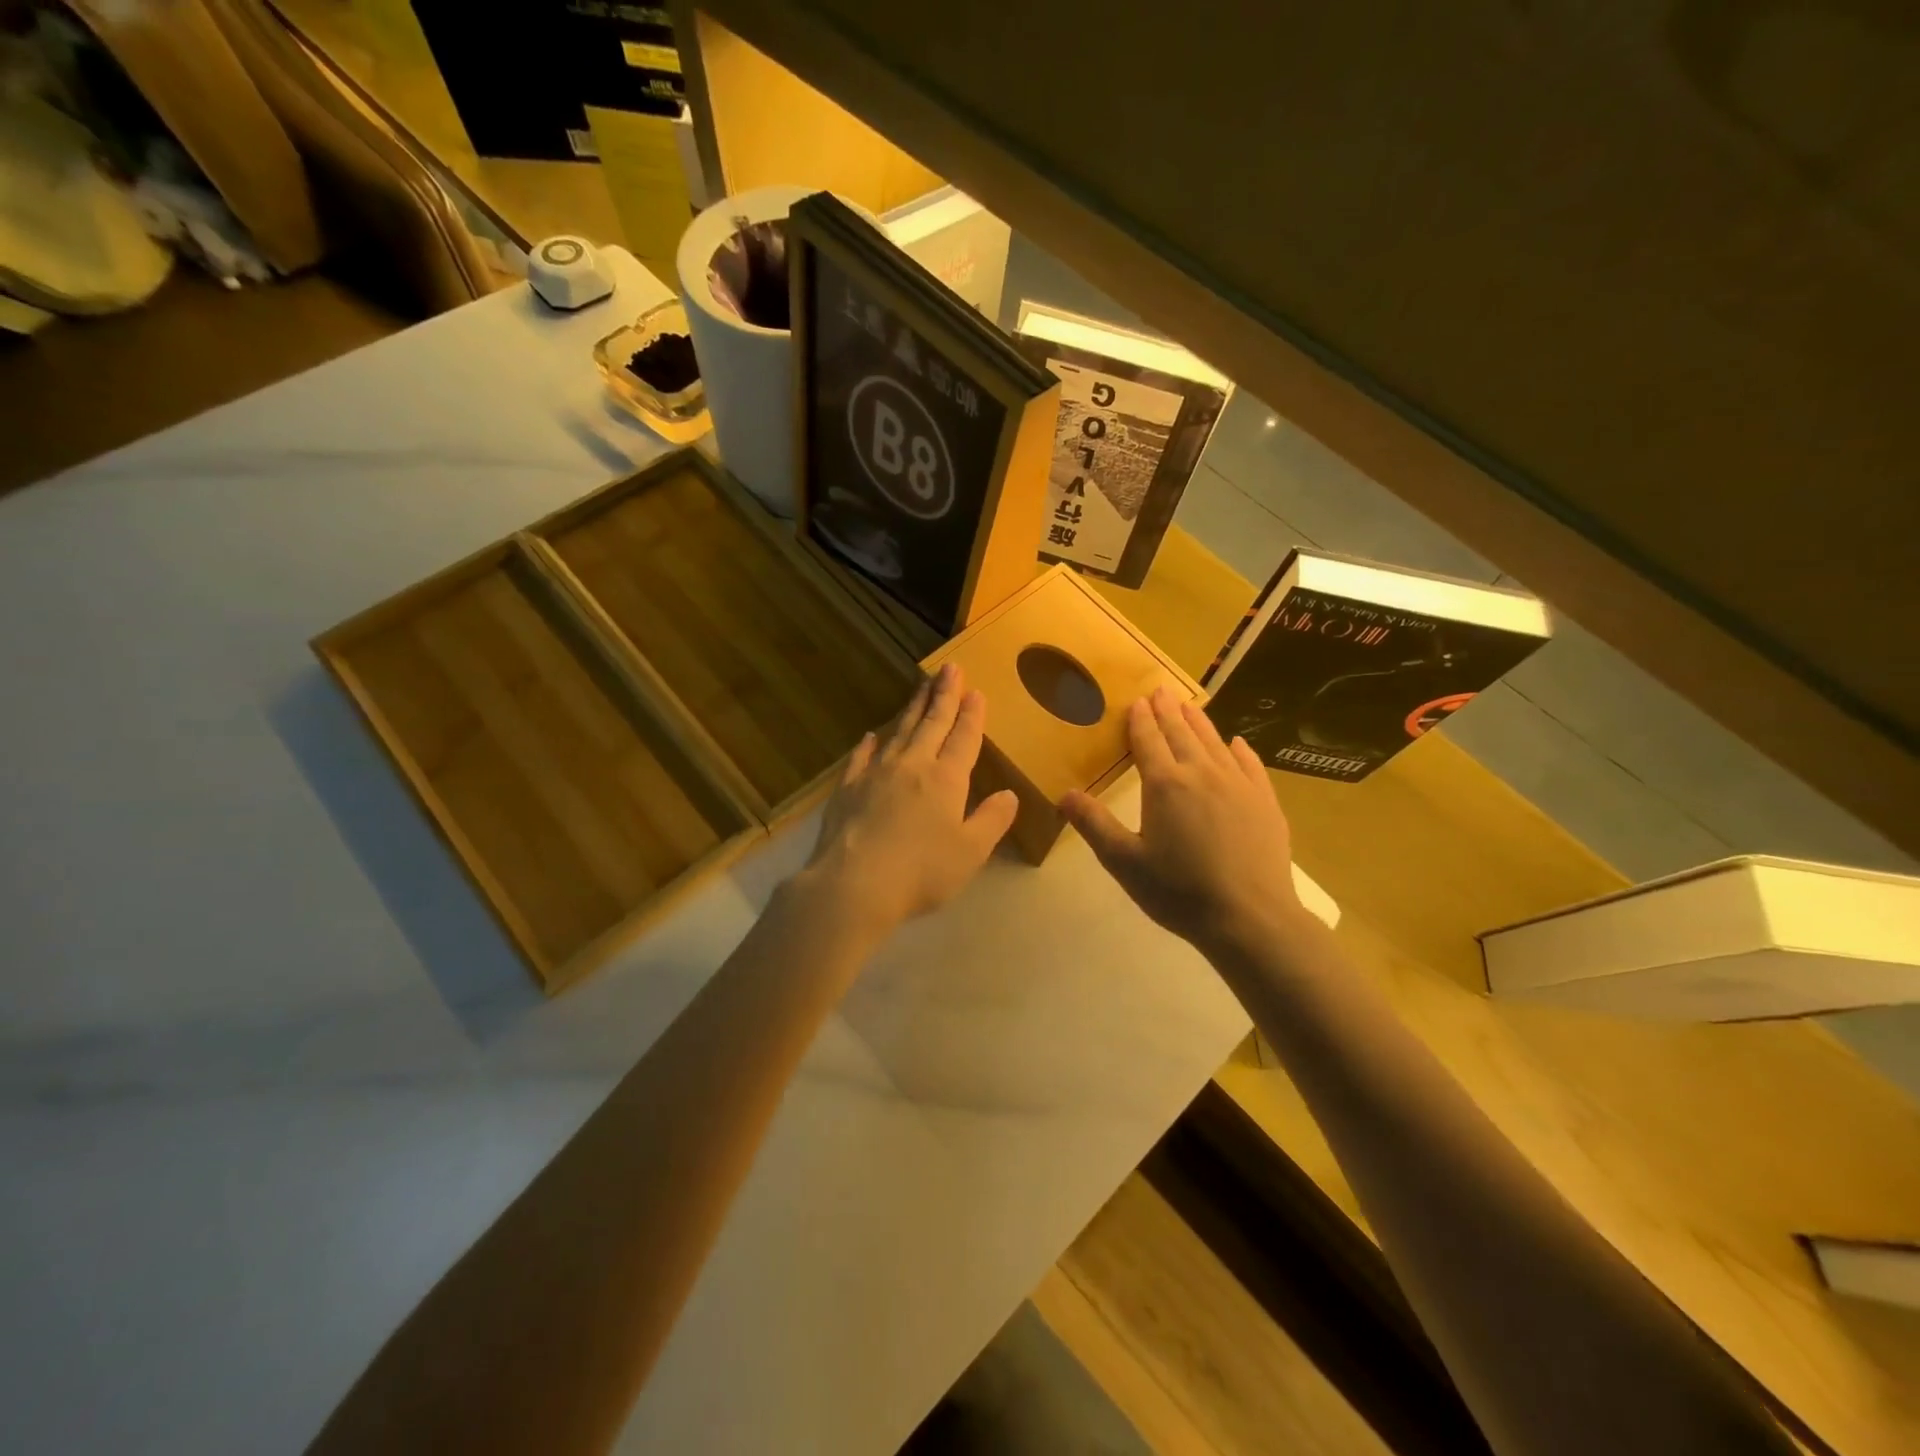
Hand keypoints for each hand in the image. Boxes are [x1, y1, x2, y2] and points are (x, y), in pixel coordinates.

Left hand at [797, 663, 1019, 937]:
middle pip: (931, 723)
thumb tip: (1009, 795)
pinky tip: (872, 736)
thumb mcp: (971, 852)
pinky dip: (870, 743)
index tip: (975, 691)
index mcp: (946, 779)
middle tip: (950, 668)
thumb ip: (992, 820)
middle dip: (943, 695)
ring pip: (899, 731)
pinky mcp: (848, 788)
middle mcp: (912, 766)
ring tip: (921, 688)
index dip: (971, 714)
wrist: (853, 884)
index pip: (963, 738)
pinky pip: (861, 757)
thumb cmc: (921, 871)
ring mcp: (876, 773)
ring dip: (913, 709)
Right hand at [1062, 687, 1303, 955]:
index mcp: (1165, 784)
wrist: (1249, 917)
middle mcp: (1202, 773)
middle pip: (1182, 734)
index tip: (1137, 701)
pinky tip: (1236, 744)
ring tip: (1189, 705)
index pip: (1149, 741)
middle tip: (1161, 691)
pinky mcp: (1265, 801)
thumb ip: (1094, 824)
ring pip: (1214, 743)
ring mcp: (1238, 785)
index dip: (1141, 720)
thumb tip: (1063, 793)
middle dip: (1168, 711)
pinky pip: (1250, 764)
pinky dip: (1238, 750)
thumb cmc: (1179, 891)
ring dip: (1199, 722)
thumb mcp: (1125, 862)